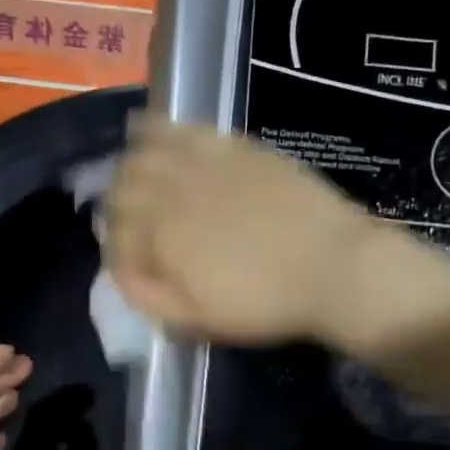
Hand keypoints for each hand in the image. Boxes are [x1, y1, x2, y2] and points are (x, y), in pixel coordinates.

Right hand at [104, 118, 382, 345]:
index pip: (115, 232)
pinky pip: (184, 130)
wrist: (335, 267)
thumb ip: (149, 297)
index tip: (128, 263)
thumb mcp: (198, 320)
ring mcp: (204, 162)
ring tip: (131, 176)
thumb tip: (121, 273)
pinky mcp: (234, 147)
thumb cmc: (265, 302)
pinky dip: (158, 129)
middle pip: (123, 185)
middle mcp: (173, 190)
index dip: (115, 249)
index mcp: (161, 234)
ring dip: (129, 166)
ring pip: (145, 152)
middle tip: (128, 223)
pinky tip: (148, 129)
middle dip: (116, 204)